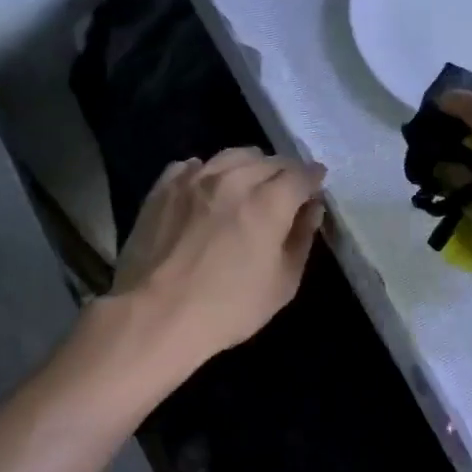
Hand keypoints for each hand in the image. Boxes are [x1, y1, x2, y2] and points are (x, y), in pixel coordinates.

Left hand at [111, 148, 325, 368]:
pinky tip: (207, 189)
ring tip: (249, 185)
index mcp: (269, 201)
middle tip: (286, 192)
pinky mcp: (164, 187)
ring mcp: (194, 178)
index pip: (301, 174)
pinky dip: (208, 172)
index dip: (314, 179)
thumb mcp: (282, 284)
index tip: (317, 187)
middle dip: (285, 173)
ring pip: (232, 156)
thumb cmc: (228, 308)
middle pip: (269, 161)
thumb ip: (302, 239)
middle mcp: (234, 178)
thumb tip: (312, 209)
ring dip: (249, 166)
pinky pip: (193, 166)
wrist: (154, 316)